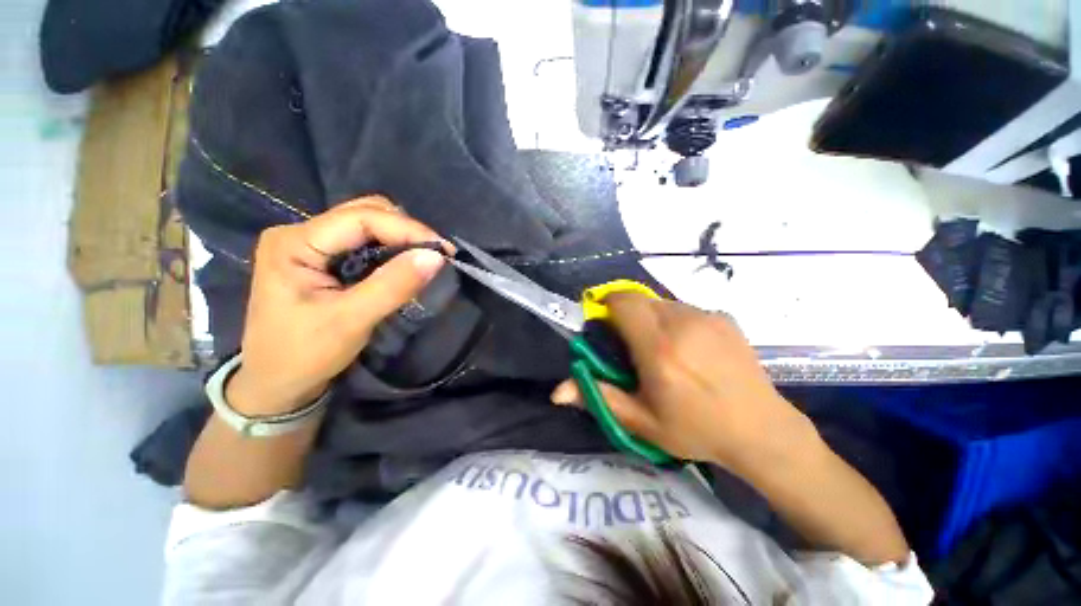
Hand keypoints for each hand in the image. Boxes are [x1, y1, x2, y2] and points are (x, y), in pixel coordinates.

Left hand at [227, 197, 450, 414]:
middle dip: (405, 230)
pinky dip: (390, 249)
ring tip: (423, 260)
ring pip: (365, 225)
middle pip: (363, 213)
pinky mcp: (320, 258)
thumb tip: (436, 257)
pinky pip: (363, 242)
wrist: (275, 383)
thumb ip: (394, 285)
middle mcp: (299, 234)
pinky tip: (403, 264)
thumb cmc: (304, 354)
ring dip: (399, 239)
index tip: (443, 250)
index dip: (407, 229)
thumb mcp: (352, 320)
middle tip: (434, 255)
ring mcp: (309, 245)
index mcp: (294, 243)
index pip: (361, 218)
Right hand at [552, 294, 815, 472]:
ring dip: (650, 317)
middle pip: (639, 298)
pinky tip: (688, 348)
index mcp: (658, 348)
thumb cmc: (696, 430)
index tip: (604, 325)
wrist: (762, 430)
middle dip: (626, 313)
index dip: (606, 305)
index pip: (622, 302)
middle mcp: (681, 323)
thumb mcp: (641, 421)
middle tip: (630, 343)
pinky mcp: (723, 317)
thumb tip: (557, 392)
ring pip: (661, 302)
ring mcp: (706, 317)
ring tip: (660, 348)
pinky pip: (684, 309)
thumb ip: (597, 397)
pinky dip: (674, 320)